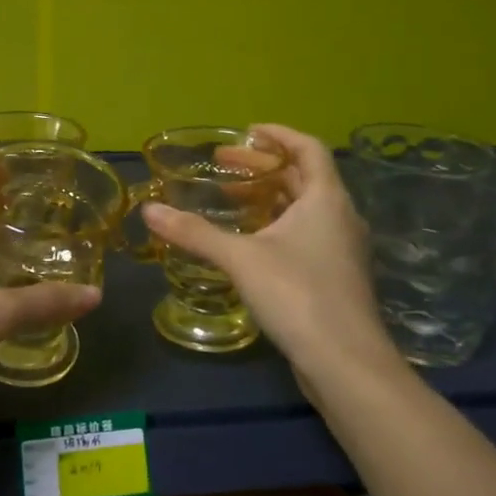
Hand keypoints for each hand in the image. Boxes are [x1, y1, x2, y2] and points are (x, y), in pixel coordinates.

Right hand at [140, 124, 401, 387]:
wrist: (346, 363)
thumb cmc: (298, 295)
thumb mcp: (240, 259)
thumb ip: (194, 233)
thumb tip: (149, 211)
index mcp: (326, 199)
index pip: (308, 148)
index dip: (278, 135)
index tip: (246, 132)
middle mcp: (340, 217)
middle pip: (303, 177)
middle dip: (262, 168)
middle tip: (222, 167)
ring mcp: (341, 249)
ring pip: (304, 209)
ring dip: (269, 198)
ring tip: (230, 200)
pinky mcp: (336, 276)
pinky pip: (306, 234)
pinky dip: (277, 225)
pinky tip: (249, 242)